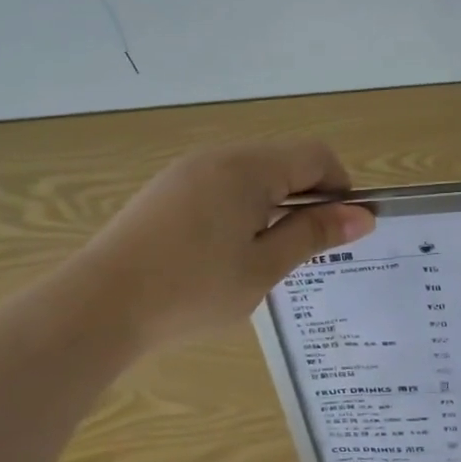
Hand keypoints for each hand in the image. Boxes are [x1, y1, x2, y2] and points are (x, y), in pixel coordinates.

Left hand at [84, 140, 374, 351]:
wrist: (98, 306)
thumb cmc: (192, 289)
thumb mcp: (263, 267)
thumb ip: (313, 234)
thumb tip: (362, 215)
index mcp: (248, 168)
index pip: (316, 155)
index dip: (340, 188)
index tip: (341, 231)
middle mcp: (218, 157)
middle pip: (283, 162)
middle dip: (307, 199)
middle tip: (305, 251)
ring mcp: (186, 172)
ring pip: (251, 176)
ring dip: (273, 206)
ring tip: (265, 257)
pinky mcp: (165, 192)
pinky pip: (220, 187)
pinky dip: (241, 210)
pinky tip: (224, 254)